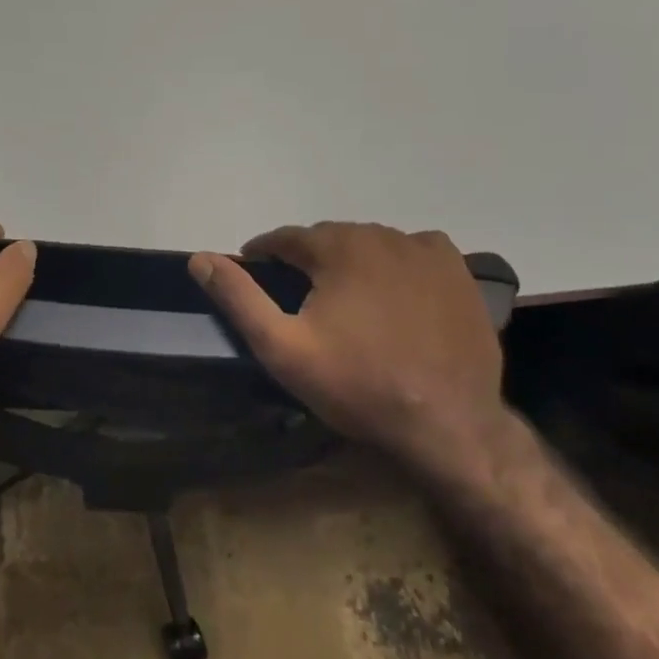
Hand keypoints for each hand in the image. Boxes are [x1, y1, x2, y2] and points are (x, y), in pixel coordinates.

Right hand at [190, 224, 511, 477]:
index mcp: (337, 247)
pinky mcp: (459, 272)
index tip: (255, 271)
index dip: (265, 254)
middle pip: (330, 238)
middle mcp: (383, 235)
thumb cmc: (357, 385)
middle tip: (300, 295)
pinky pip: (415, 252)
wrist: (447, 423)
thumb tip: (199, 257)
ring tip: (345, 298)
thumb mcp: (282, 347)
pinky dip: (397, 263)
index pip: (286, 238)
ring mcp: (426, 251)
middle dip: (309, 259)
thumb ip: (239, 298)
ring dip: (351, 261)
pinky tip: (395, 292)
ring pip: (372, 244)